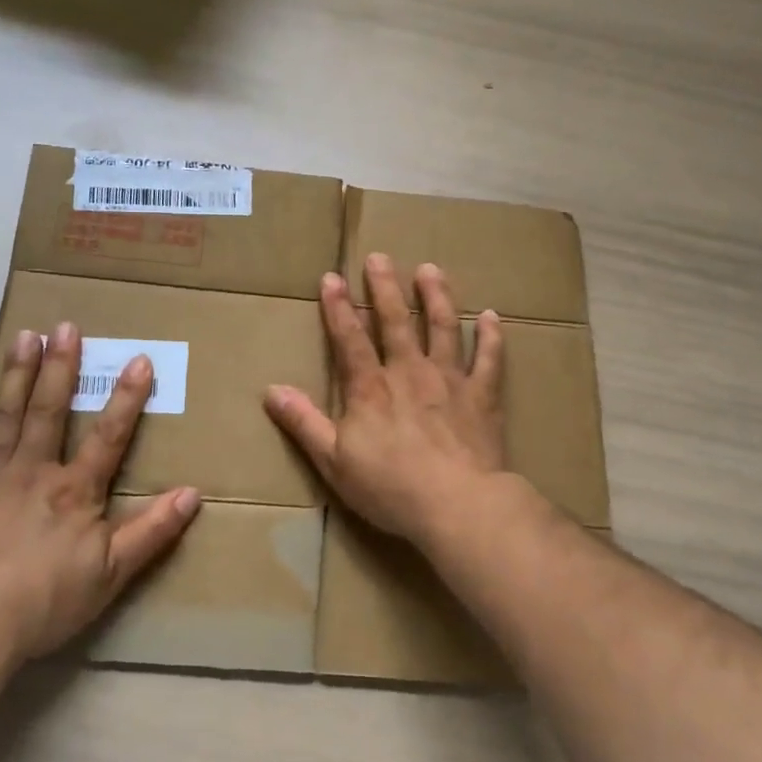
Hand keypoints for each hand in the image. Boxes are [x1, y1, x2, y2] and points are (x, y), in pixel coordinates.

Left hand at [0, 322, 200, 667]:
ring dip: (17, 372)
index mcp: (75, 491)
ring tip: (25, 335)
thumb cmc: (44, 601)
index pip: (109, 435)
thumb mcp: (112, 573)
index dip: (127, 398)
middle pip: (50, 409)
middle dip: (61, 366)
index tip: (138, 360)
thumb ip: (152, 531)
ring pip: (6, 413)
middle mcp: (35, 469)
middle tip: (65, 326)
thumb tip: (193, 494)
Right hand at [265, 254, 505, 544]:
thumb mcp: (333, 461)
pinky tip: (490, 316)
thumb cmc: (390, 486)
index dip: (337, 307)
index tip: (330, 277)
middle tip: (380, 257)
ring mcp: (449, 380)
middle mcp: (409, 372)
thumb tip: (271, 390)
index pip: (349, 338)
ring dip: (436, 296)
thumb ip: (303, 422)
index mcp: (371, 388)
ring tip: (430, 270)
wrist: (457, 504)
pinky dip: (490, 336)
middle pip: (396, 321)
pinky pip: (489, 359)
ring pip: (442, 327)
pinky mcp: (482, 396)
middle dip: (385, 287)